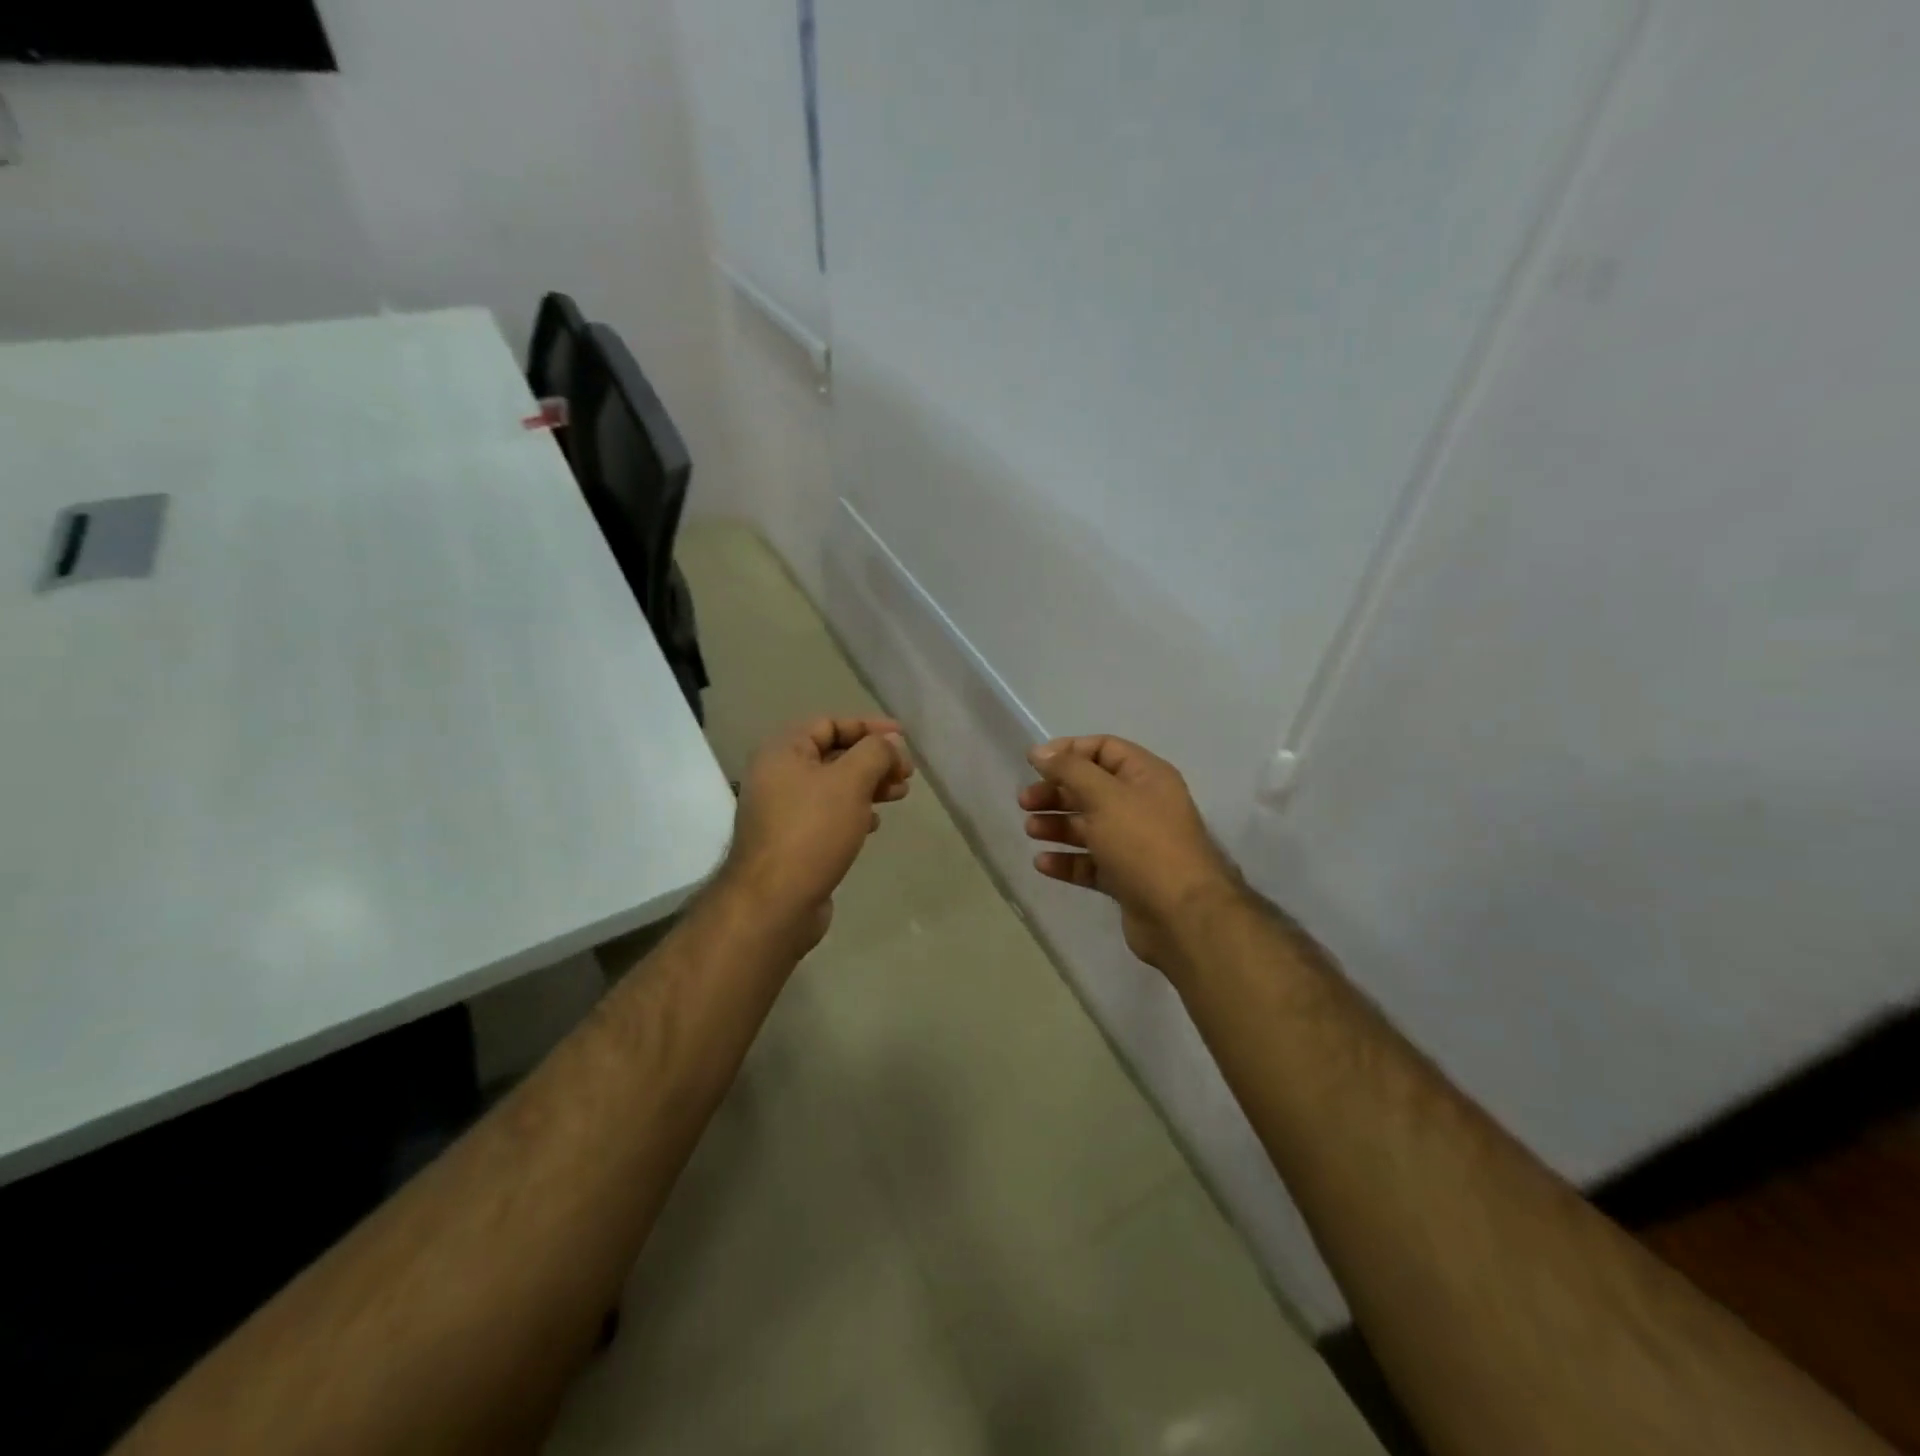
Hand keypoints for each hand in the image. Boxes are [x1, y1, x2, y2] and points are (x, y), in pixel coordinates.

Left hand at [721, 716, 913, 949]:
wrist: (775, 902)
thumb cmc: (812, 830)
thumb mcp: (851, 781)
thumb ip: (876, 752)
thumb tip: (892, 743)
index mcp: (783, 752)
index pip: (830, 724)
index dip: (869, 726)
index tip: (904, 738)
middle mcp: (778, 776)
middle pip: (833, 755)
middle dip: (874, 759)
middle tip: (906, 773)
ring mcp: (783, 811)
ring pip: (834, 787)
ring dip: (869, 786)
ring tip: (900, 795)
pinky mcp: (793, 841)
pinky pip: (828, 815)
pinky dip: (854, 812)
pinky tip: (874, 824)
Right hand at [1018, 735, 1243, 972]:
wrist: (1181, 916)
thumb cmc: (1143, 844)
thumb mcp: (1105, 796)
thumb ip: (1069, 769)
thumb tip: (1039, 751)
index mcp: (1146, 776)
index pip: (1104, 749)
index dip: (1069, 751)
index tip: (1034, 763)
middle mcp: (1142, 805)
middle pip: (1091, 788)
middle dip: (1057, 792)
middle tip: (1024, 802)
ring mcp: (1135, 844)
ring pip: (1088, 826)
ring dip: (1058, 825)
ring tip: (1031, 830)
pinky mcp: (1126, 878)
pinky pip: (1090, 862)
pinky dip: (1067, 860)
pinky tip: (1043, 863)